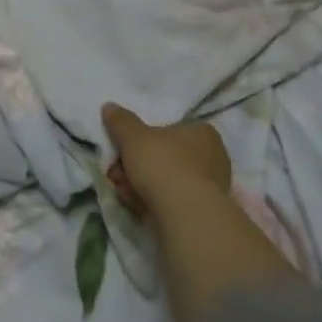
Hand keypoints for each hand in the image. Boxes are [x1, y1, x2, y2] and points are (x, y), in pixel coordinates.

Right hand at [102, 101, 230, 222]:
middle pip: (165, 156)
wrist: (185, 214)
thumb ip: (121, 121)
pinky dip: (151, 201)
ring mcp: (209, 188)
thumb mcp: (133, 136)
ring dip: (139, 183)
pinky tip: (133, 204)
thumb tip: (109, 106)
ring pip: (166, 180)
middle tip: (116, 171)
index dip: (142, 139)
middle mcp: (212, 158)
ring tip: (120, 189)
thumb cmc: (163, 164)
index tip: (123, 148)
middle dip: (136, 164)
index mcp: (203, 133)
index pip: (171, 129)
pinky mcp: (201, 213)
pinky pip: (171, 201)